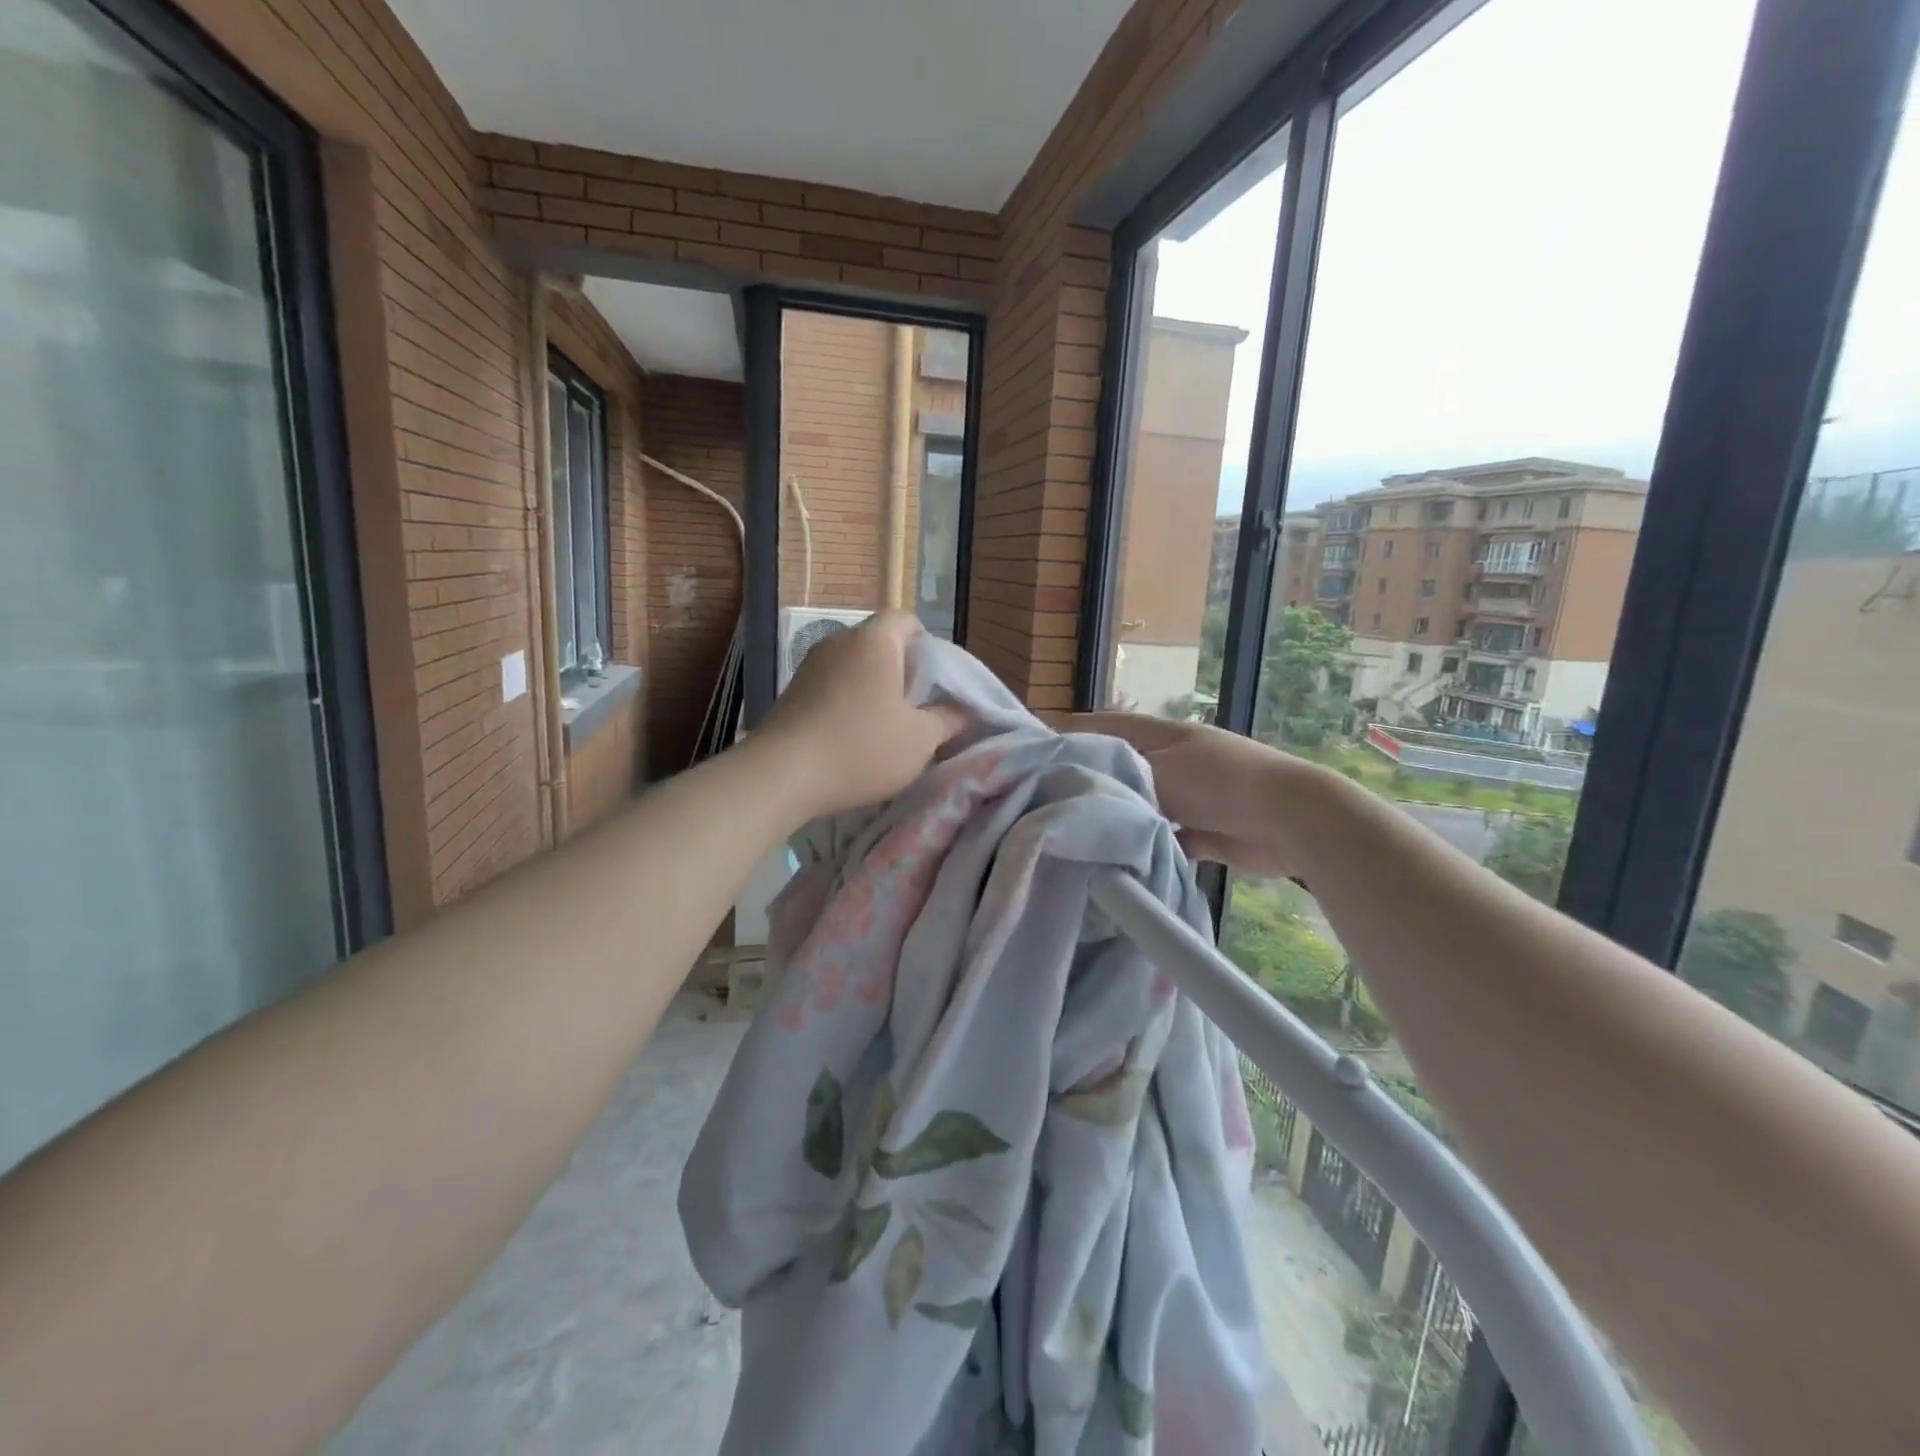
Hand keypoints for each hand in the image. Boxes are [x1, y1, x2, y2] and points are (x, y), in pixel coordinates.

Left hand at [759, 610, 967, 818]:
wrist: (782, 775)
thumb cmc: (862, 747)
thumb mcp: (921, 739)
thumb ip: (949, 719)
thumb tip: (964, 711)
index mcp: (875, 640)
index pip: (907, 620)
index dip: (927, 646)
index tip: (935, 684)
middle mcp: (840, 641)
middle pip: (881, 644)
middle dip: (902, 671)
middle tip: (918, 709)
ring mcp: (811, 665)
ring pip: (855, 667)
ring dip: (873, 690)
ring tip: (886, 728)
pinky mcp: (792, 691)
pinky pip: (833, 686)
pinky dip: (848, 703)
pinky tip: (852, 738)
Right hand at [1069, 713, 1329, 878]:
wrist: (1289, 818)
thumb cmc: (1219, 782)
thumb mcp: (1159, 773)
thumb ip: (1118, 779)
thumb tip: (1078, 787)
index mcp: (1163, 736)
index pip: (1108, 727)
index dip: (1074, 734)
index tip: (1037, 752)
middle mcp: (1174, 762)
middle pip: (1123, 770)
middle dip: (1093, 784)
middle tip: (1050, 803)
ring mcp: (1191, 797)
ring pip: (1143, 807)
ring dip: (1122, 820)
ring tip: (1079, 836)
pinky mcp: (1204, 832)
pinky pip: (1166, 839)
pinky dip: (1148, 848)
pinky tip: (1121, 861)